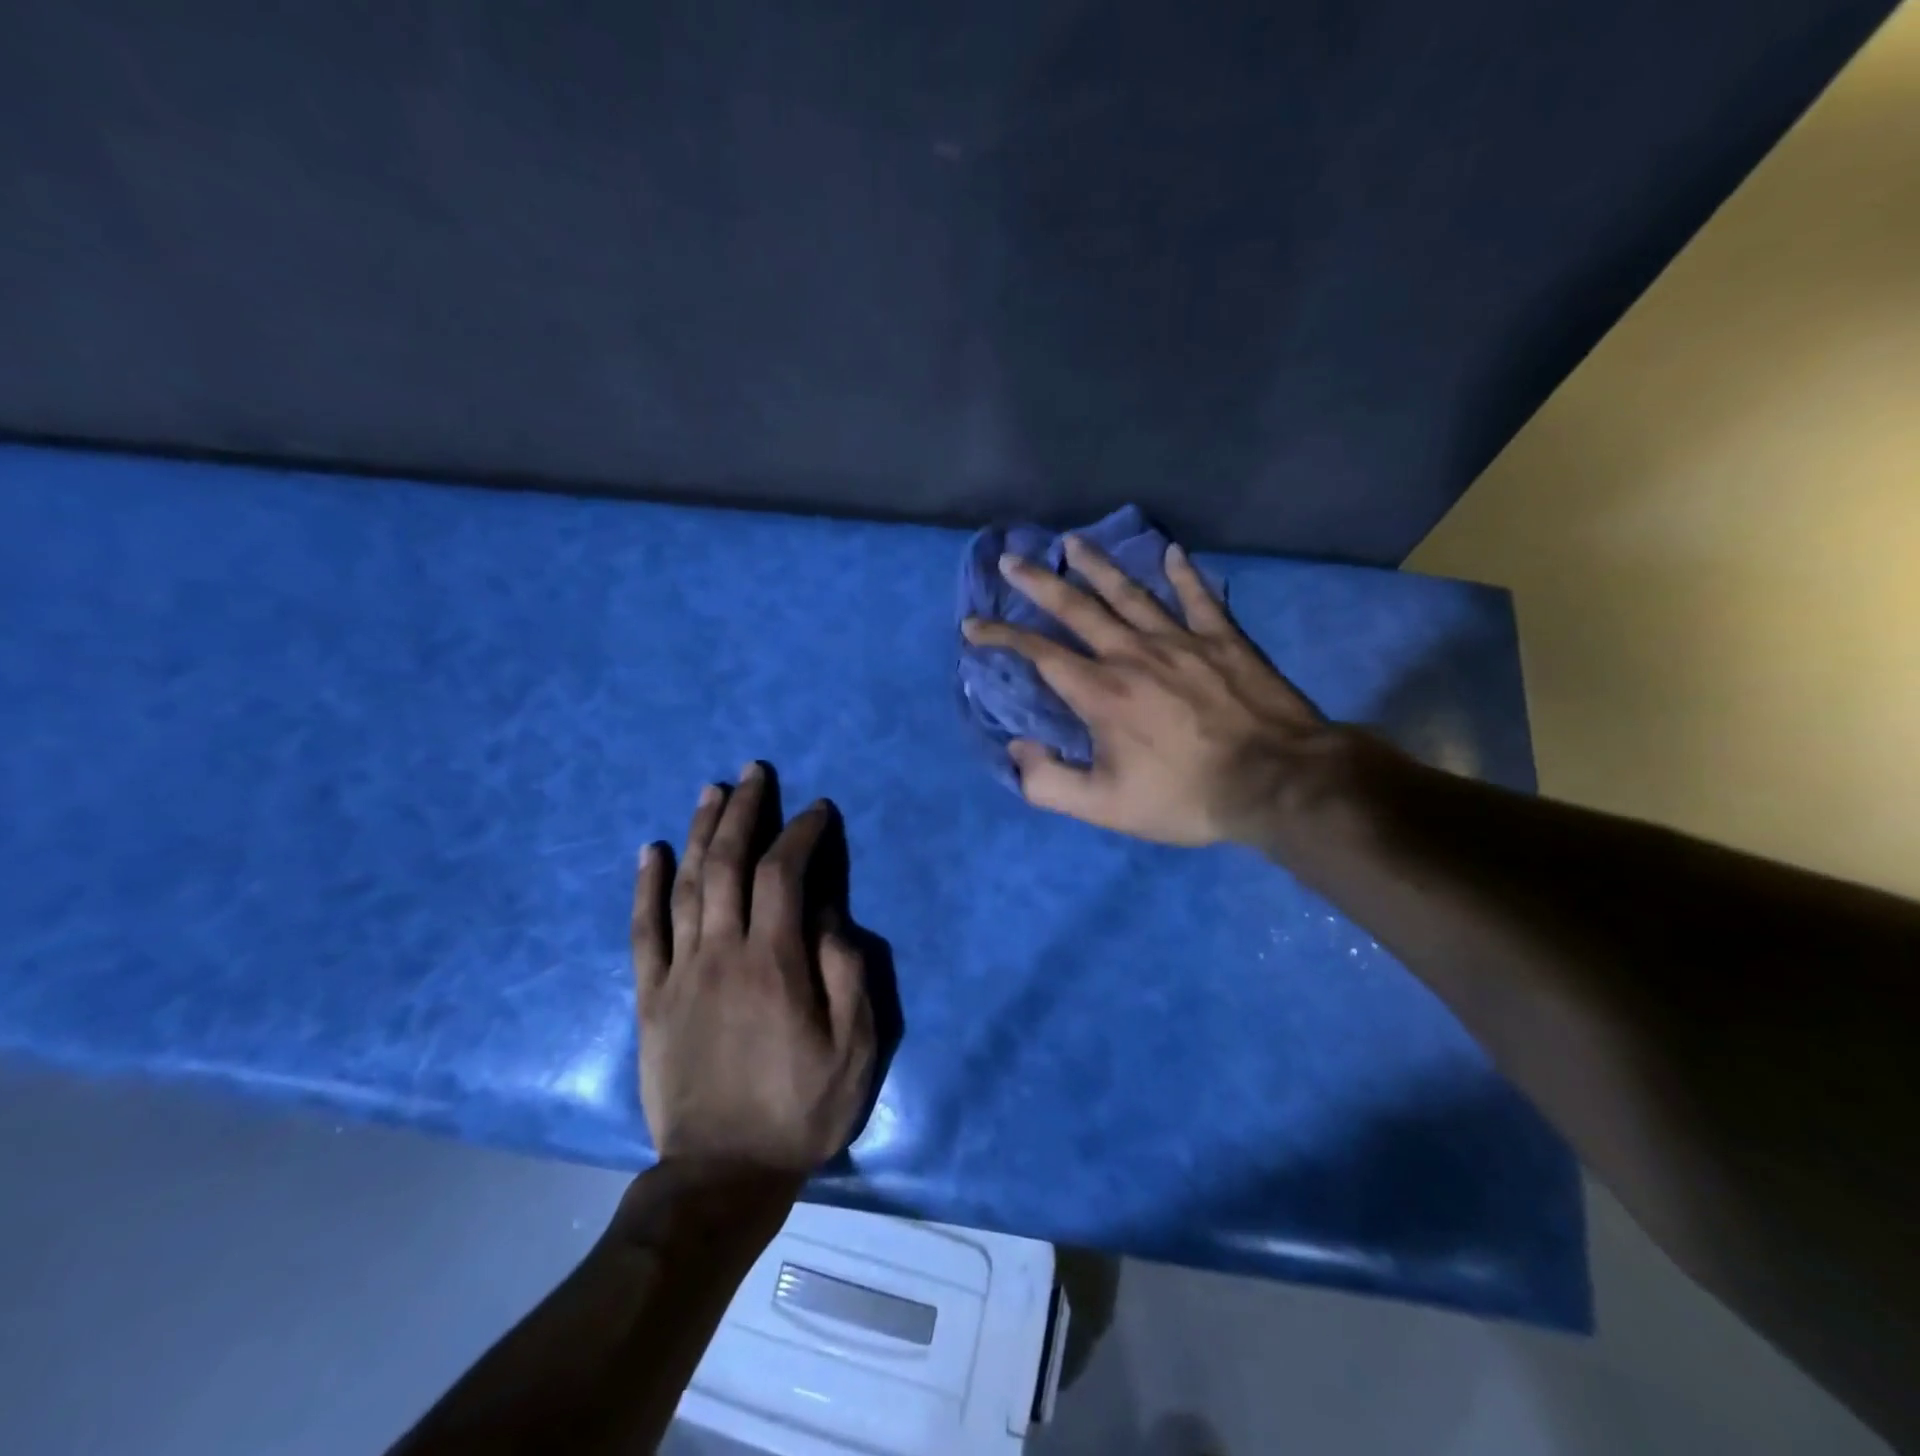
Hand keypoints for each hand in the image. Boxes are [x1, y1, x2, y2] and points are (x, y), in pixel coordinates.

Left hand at [631, 764, 875, 1172]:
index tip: (817, 810)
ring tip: (710, 790)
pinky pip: (642, 931)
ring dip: (698, 832)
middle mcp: (721, 954)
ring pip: (685, 885)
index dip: (801, 834)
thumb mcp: (853, 1048)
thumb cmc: (799, 1109)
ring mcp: (679, 973)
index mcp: (774, 963)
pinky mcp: (650, 997)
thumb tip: (829, 913)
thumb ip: (846, 973)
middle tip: (754, 772)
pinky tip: (647, 850)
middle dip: (744, 811)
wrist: (721, 1176)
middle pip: (728, 864)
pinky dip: (644, 886)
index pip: (784, 875)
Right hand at [962, 536, 1350, 846]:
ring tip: (1072, 542)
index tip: (974, 625)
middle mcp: (1132, 654)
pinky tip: (1172, 552)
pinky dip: (1184, 573)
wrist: (1277, 782)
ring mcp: (1181, 640)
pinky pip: (1198, 597)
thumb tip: (1018, 750)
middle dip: (1038, 582)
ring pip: (1130, 592)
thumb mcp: (1105, 808)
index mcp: (1101, 692)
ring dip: (1097, 565)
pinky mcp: (1224, 640)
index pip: (1039, 654)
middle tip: (1011, 560)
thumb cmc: (1186, 796)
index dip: (1002, 637)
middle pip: (1077, 608)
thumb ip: (1049, 783)